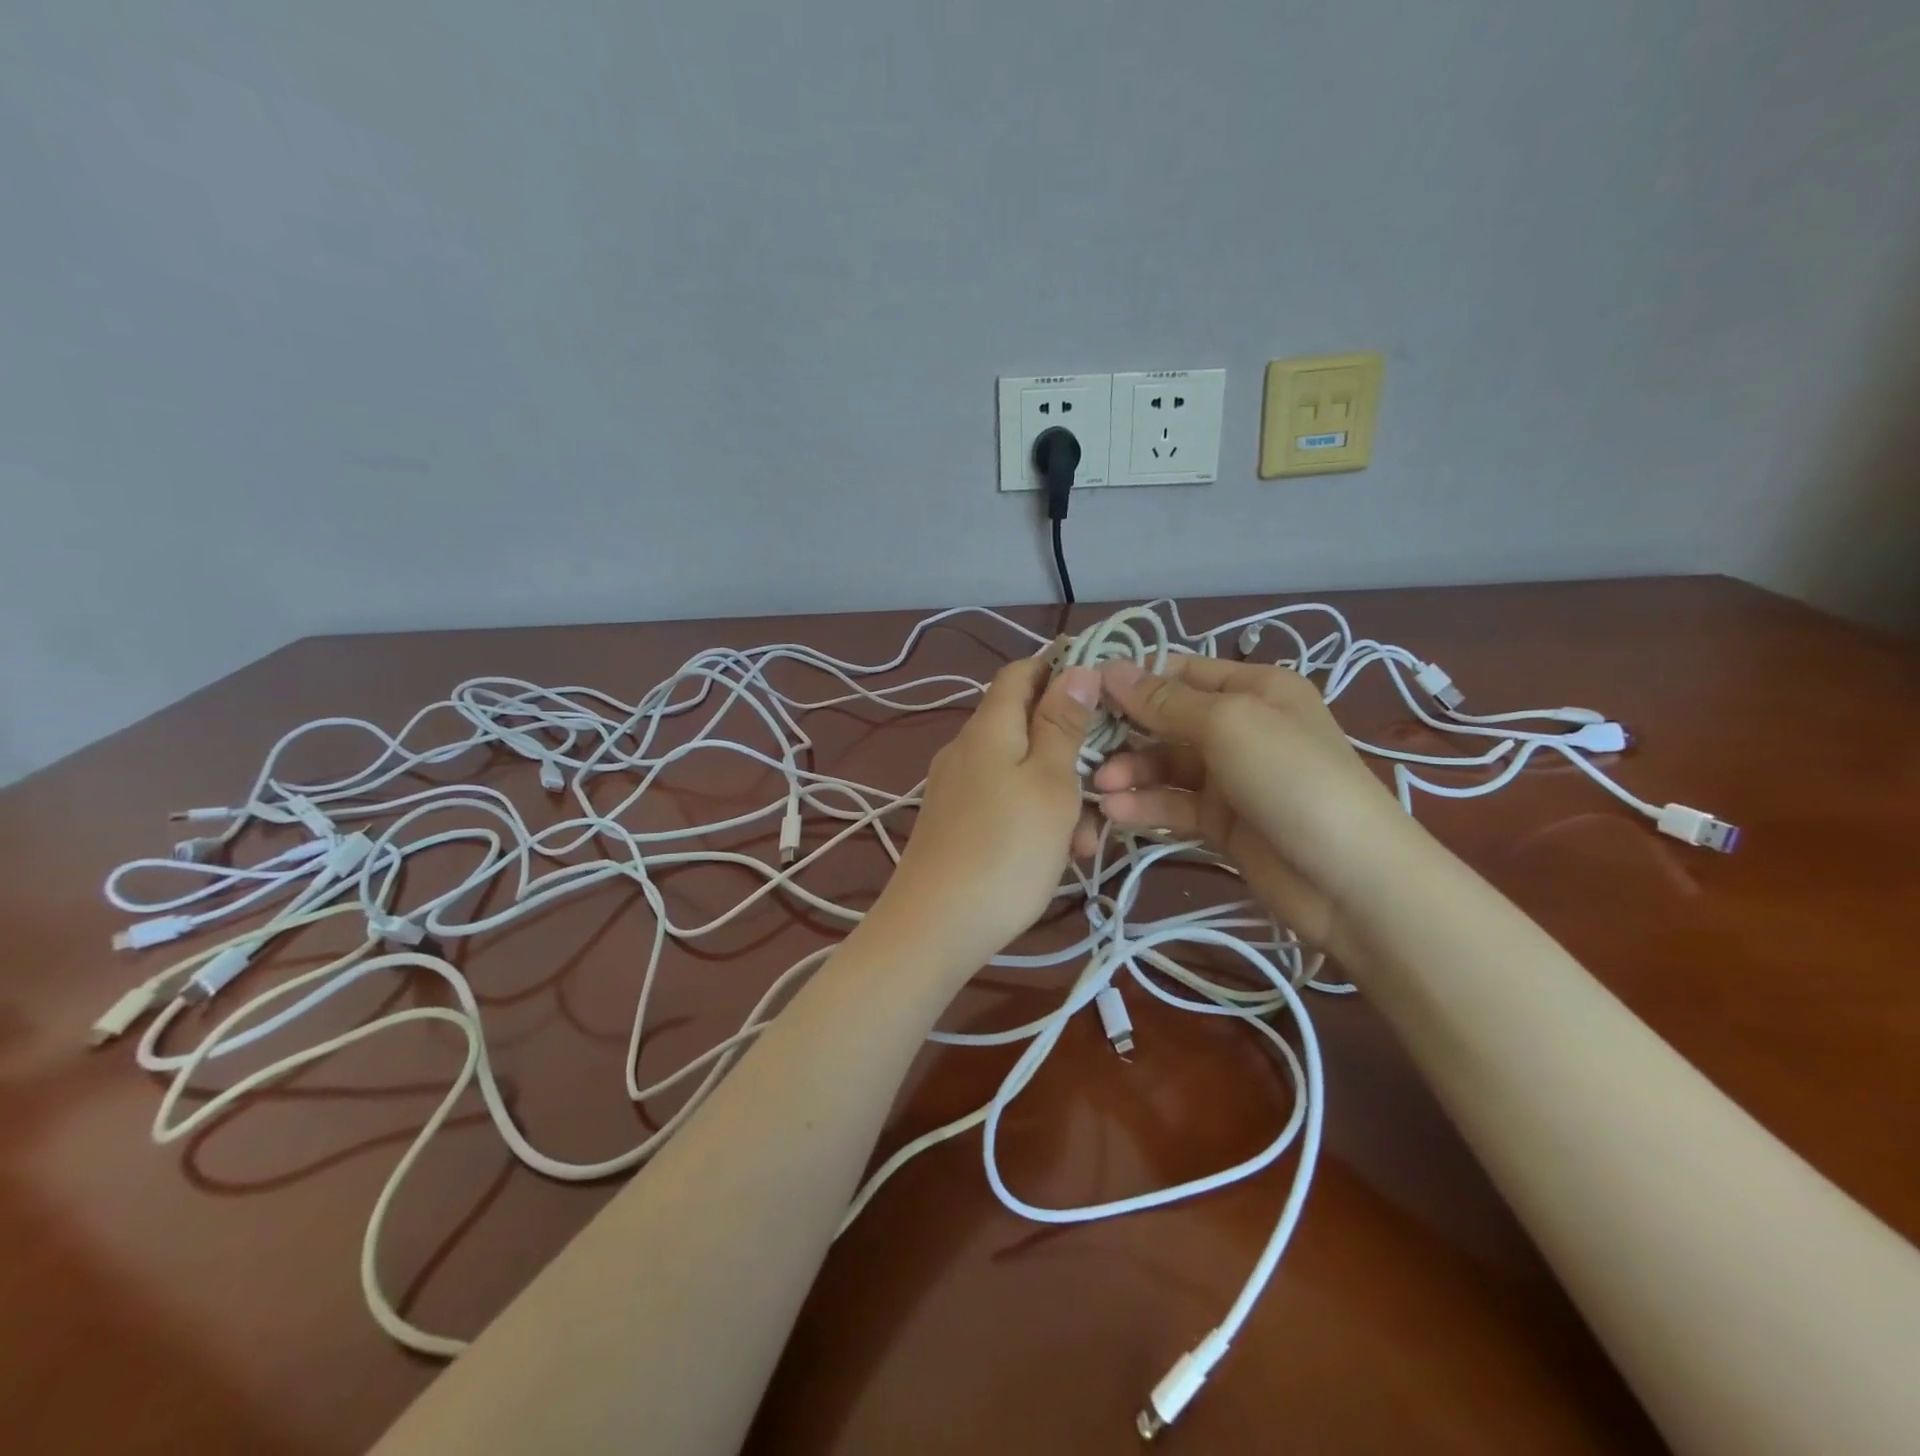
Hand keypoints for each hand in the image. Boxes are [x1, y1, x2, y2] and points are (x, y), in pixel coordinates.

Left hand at [877, 655, 1099, 966]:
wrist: (935, 928)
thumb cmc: (1006, 851)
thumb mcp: (1050, 784)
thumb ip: (1062, 725)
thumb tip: (1076, 669)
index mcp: (989, 728)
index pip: (1022, 672)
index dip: (1061, 668)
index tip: (1106, 691)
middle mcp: (967, 748)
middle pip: (1027, 726)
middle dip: (1073, 751)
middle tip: (1108, 787)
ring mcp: (957, 788)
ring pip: (1022, 772)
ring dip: (1061, 795)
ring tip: (1087, 841)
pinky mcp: (955, 823)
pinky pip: (1004, 802)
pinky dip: (1036, 818)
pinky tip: (1058, 855)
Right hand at [1082, 656, 1412, 955]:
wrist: (1351, 881)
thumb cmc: (1292, 780)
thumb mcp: (1229, 726)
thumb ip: (1165, 701)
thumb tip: (1109, 668)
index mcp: (1253, 688)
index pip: (1180, 672)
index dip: (1132, 678)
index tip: (1082, 692)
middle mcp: (1240, 726)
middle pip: (1166, 720)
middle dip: (1125, 732)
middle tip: (1082, 748)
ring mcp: (1230, 777)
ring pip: (1164, 765)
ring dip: (1130, 773)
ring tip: (1100, 789)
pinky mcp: (1221, 821)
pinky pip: (1174, 804)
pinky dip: (1146, 805)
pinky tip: (1117, 813)